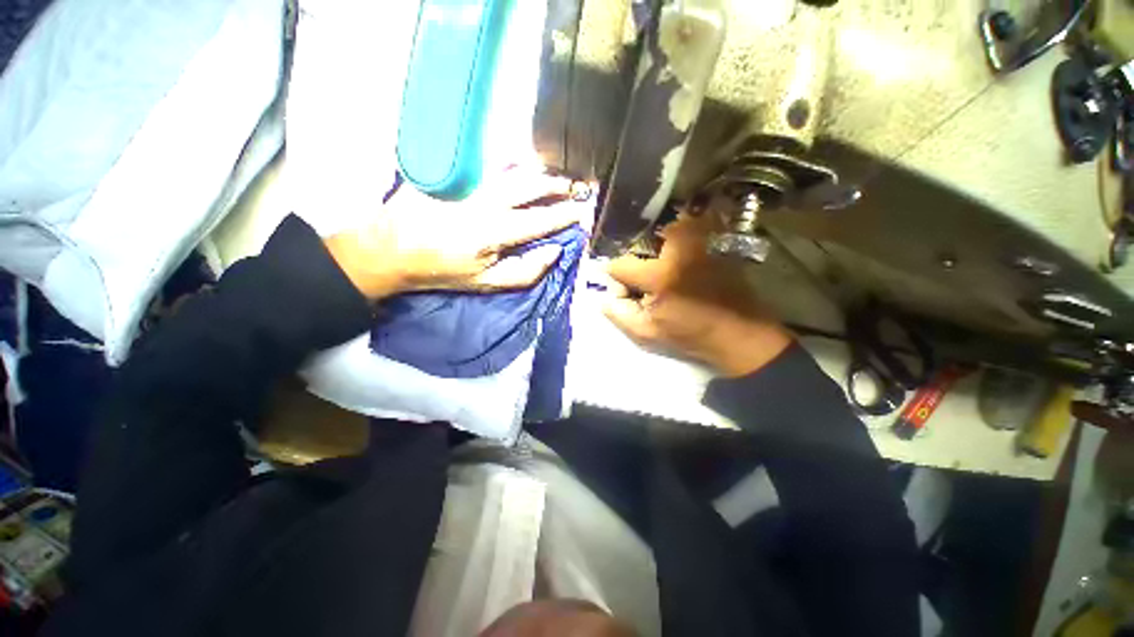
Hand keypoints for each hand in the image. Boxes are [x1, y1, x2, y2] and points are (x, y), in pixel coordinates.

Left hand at [325, 168, 584, 298]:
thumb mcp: (487, 284)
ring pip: (514, 168)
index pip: (542, 219)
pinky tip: (521, 169)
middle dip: (557, 186)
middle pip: (532, 185)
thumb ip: (526, 272)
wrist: (392, 248)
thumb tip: (554, 252)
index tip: (581, 212)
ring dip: (539, 172)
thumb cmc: (444, 270)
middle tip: (573, 188)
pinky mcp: (455, 171)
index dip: (565, 215)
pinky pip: (491, 163)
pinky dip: (513, 164)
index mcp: (496, 232)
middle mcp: (487, 201)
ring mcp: (470, 181)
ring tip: (553, 177)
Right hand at [602, 212, 792, 376]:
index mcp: (661, 275)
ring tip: (670, 272)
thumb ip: (618, 312)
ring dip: (658, 249)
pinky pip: (687, 228)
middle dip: (639, 262)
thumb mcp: (646, 334)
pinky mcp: (716, 238)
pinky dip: (680, 239)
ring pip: (662, 232)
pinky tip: (686, 262)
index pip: (620, 265)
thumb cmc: (690, 336)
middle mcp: (680, 248)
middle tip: (649, 282)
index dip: (617, 278)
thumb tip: (604, 292)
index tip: (626, 289)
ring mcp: (701, 239)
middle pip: (640, 243)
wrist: (740, 334)